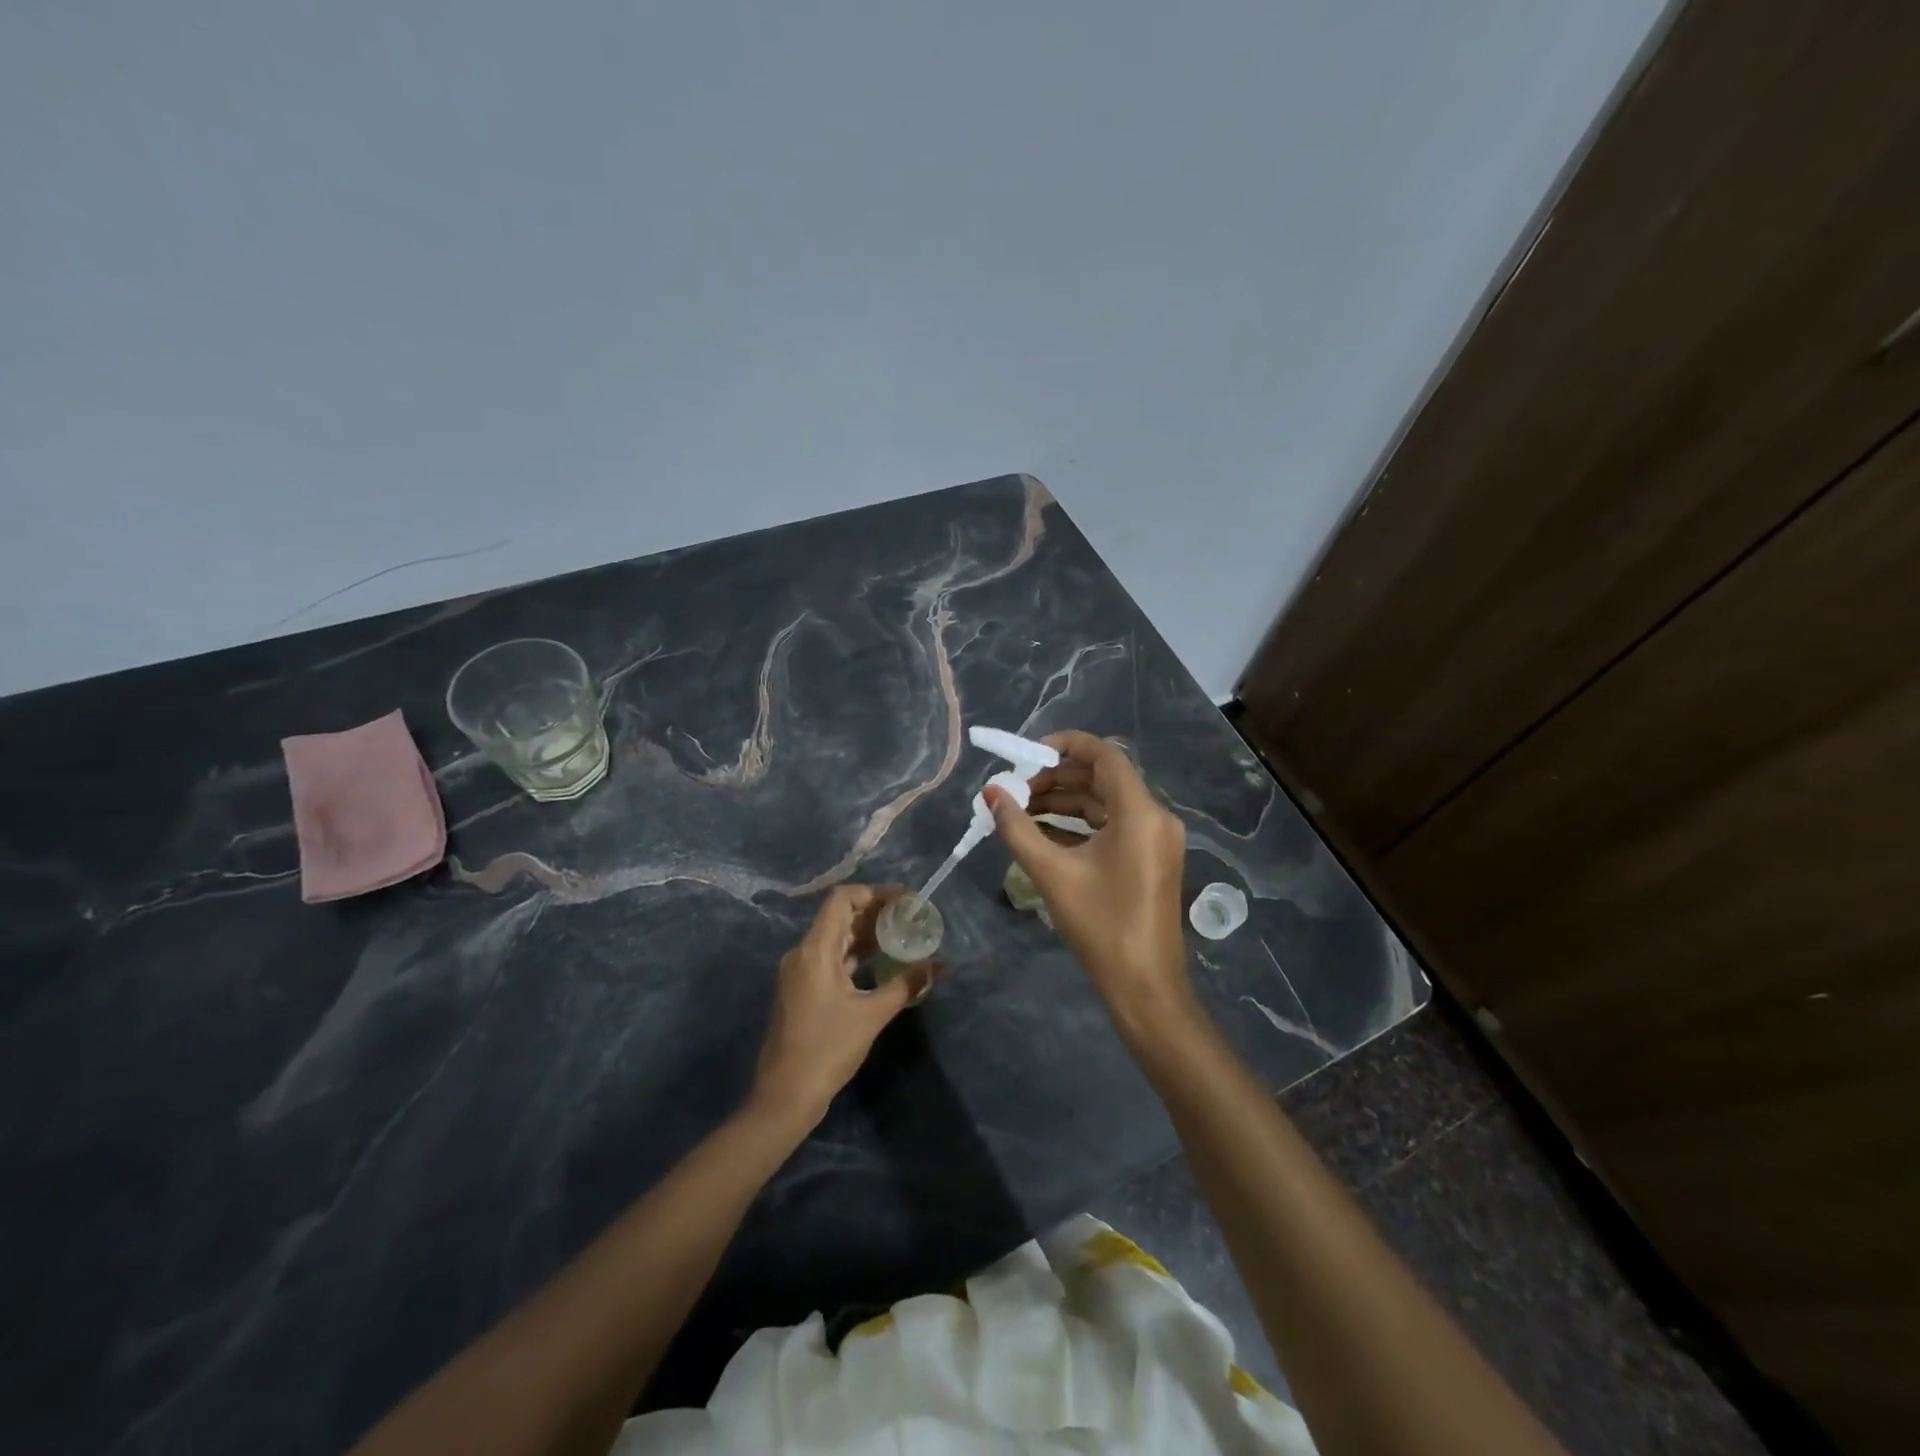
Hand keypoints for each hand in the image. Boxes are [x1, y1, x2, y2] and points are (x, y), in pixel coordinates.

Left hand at [753, 884, 940, 1126]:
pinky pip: (830, 959)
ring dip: (866, 934)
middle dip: (875, 913)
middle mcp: (802, 954)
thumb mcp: (872, 1015)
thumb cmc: (827, 1050)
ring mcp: (799, 973)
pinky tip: (881, 962)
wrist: (784, 1097)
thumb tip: (939, 965)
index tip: (904, 898)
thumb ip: (906, 985)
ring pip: (835, 939)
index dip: (873, 893)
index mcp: (814, 950)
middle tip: (910, 916)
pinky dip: (855, 956)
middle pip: (839, 917)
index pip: (841, 900)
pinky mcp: (802, 990)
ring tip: (902, 935)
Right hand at [985, 731, 1193, 1026]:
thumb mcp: (1053, 873)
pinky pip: (1113, 825)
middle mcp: (1155, 817)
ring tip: (1019, 809)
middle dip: (1056, 778)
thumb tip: (990, 793)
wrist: (1145, 987)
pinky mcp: (1150, 857)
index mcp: (1140, 813)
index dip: (1065, 745)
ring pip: (1105, 802)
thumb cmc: (1101, 927)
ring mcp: (1155, 838)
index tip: (1027, 753)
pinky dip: (1079, 824)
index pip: (1105, 755)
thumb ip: (1018, 829)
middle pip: (1102, 778)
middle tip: (1014, 789)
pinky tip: (1041, 831)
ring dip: (1064, 801)